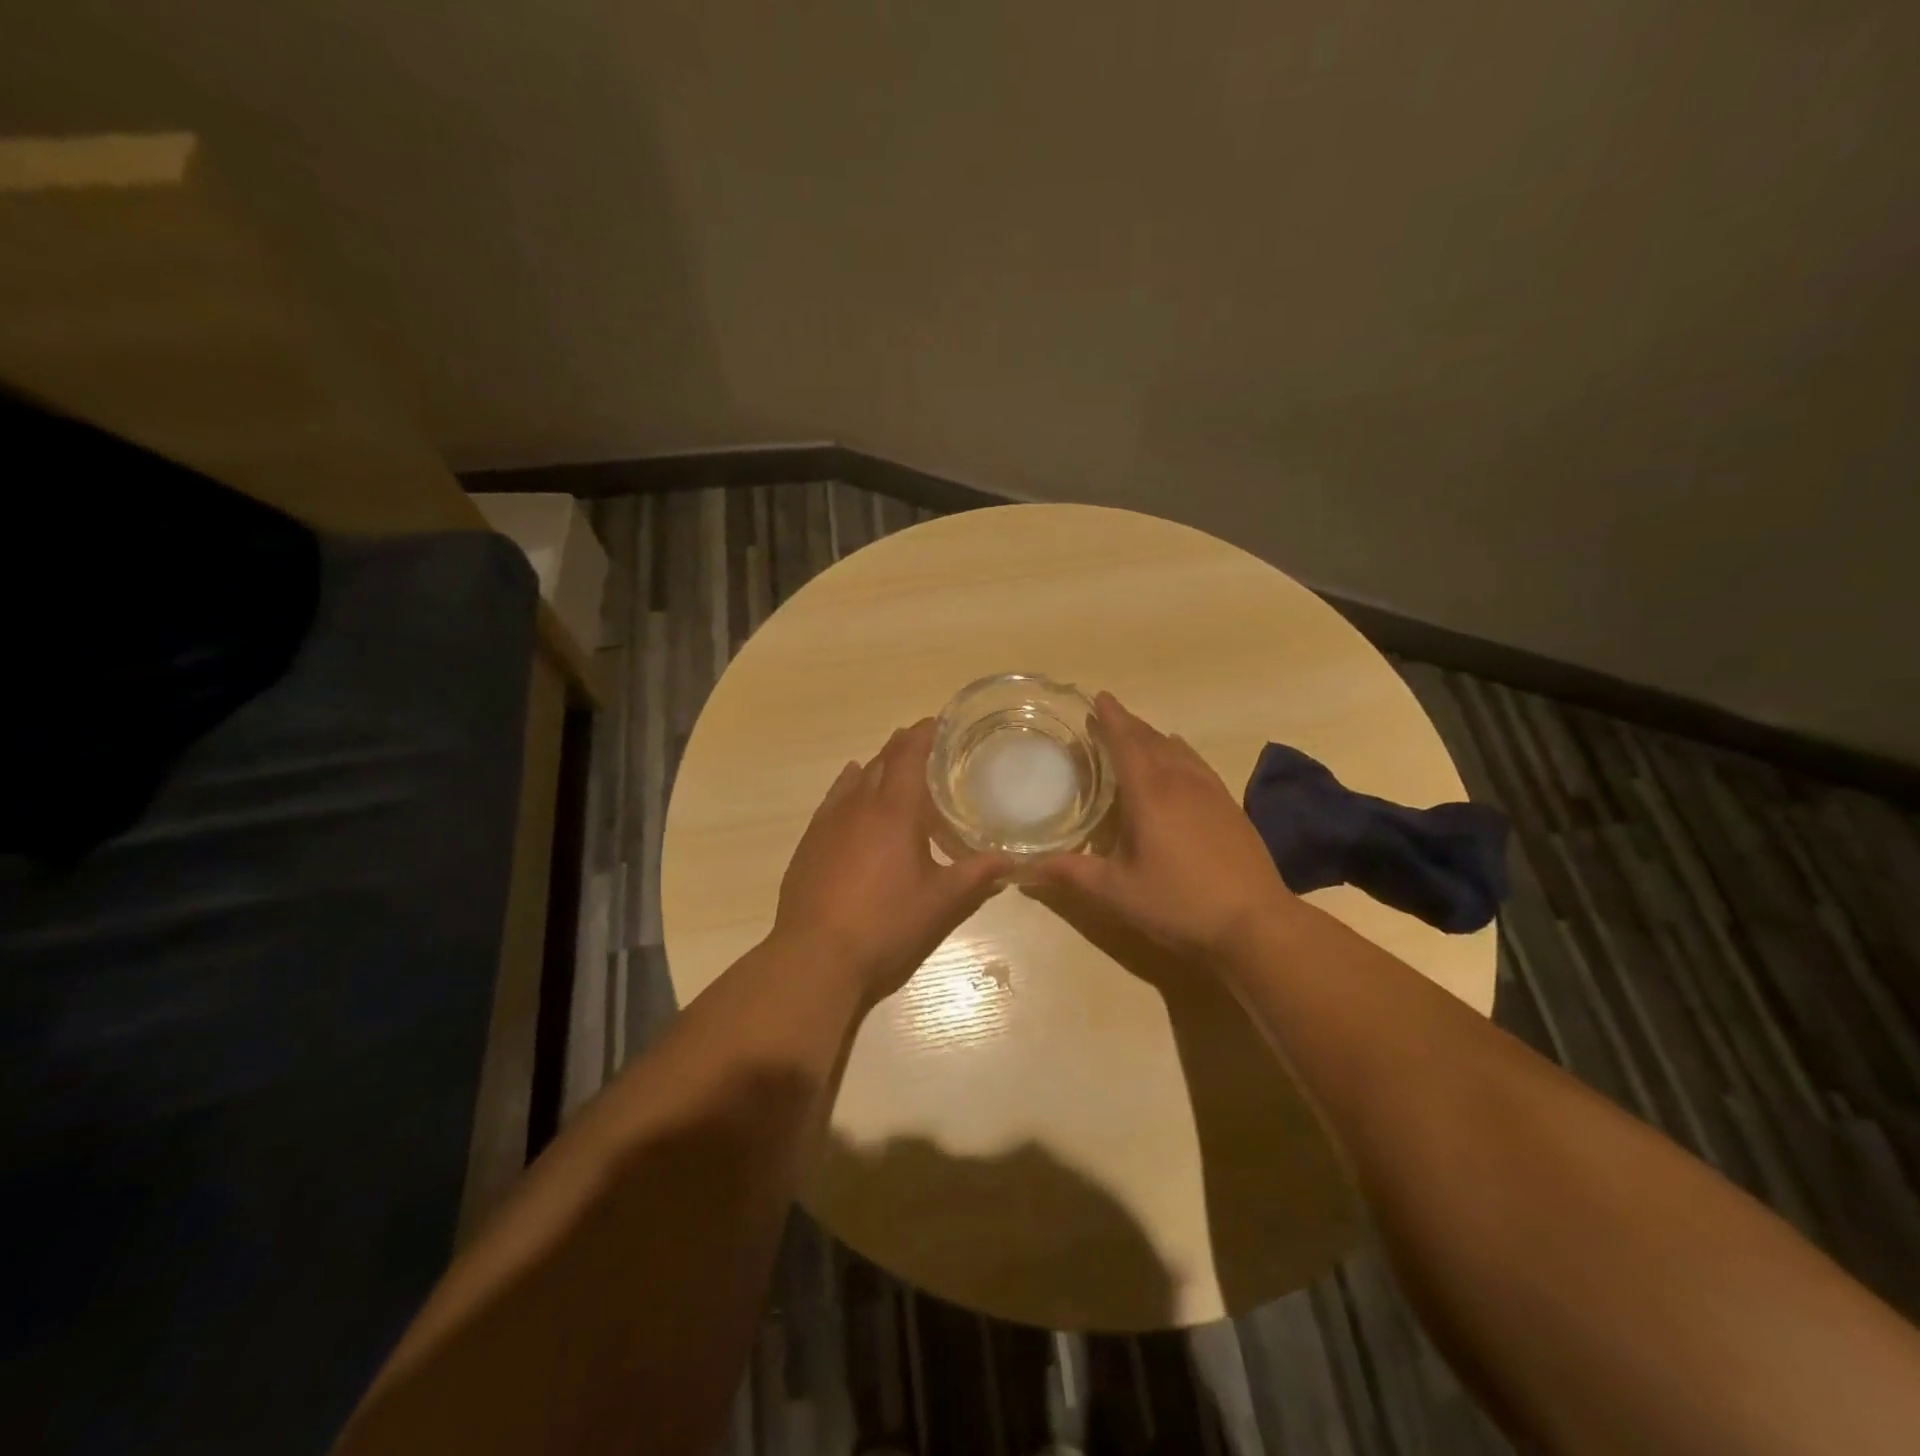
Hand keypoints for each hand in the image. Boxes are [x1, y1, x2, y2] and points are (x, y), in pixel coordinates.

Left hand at [773, 718, 1011, 1001]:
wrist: (815, 956)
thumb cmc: (886, 923)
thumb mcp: (941, 902)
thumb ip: (978, 876)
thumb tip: (1013, 860)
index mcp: (894, 810)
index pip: (909, 756)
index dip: (923, 734)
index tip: (937, 721)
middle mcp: (858, 806)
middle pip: (881, 762)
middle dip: (901, 747)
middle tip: (922, 741)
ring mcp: (828, 823)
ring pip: (854, 779)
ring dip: (874, 765)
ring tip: (889, 760)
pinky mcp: (809, 844)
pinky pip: (832, 800)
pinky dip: (846, 786)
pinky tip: (849, 788)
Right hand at [1033, 693, 1292, 961]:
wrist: (1255, 922)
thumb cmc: (1178, 903)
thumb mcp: (1116, 892)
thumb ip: (1071, 874)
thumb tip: (1024, 869)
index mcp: (1150, 793)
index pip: (1126, 742)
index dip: (1111, 718)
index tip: (1099, 697)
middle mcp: (1181, 782)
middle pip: (1152, 740)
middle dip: (1129, 724)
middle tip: (1108, 715)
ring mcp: (1211, 792)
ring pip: (1178, 750)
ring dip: (1154, 737)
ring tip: (1138, 734)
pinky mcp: (1230, 807)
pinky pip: (1198, 764)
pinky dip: (1180, 753)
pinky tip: (1180, 762)